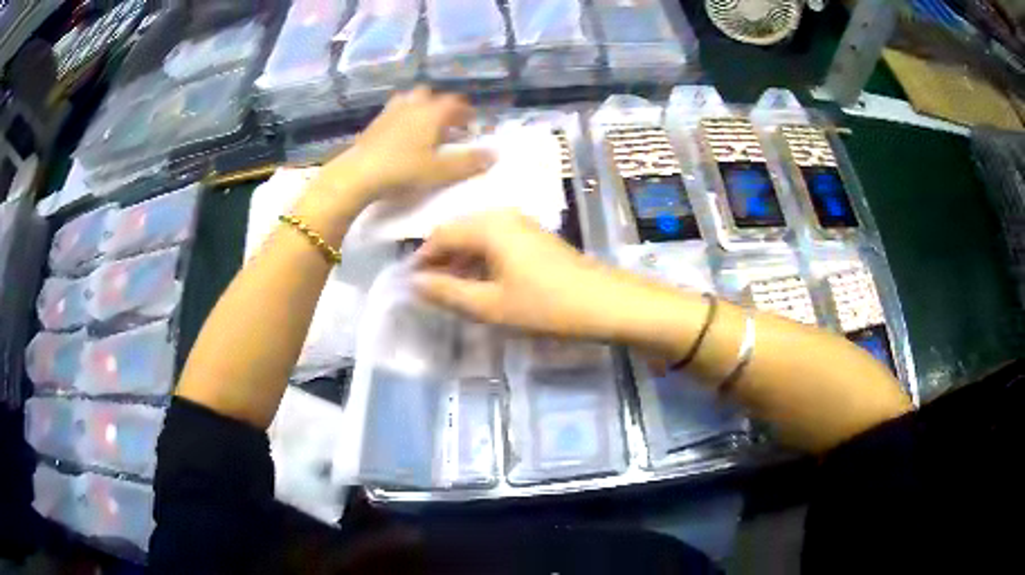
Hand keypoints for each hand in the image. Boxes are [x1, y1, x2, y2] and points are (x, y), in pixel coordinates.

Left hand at [305, 86, 494, 218]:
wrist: (359, 173)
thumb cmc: (403, 169)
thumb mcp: (440, 171)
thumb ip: (469, 162)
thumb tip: (495, 154)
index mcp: (432, 112)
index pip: (455, 103)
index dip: (466, 111)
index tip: (472, 122)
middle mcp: (413, 105)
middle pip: (431, 95)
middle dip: (442, 106)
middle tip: (449, 123)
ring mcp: (391, 111)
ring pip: (410, 99)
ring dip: (421, 107)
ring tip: (425, 125)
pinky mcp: (375, 123)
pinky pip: (394, 111)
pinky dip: (403, 116)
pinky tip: (401, 134)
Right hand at [411, 210, 633, 339]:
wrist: (604, 303)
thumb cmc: (544, 305)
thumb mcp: (490, 305)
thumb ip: (447, 292)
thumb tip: (414, 283)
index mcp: (488, 225)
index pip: (441, 234)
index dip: (423, 259)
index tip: (411, 285)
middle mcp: (502, 215)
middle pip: (459, 232)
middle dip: (441, 260)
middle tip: (430, 291)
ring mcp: (521, 224)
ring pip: (477, 238)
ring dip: (461, 262)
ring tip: (453, 292)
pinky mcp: (534, 237)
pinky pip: (496, 242)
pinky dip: (481, 261)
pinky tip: (481, 284)